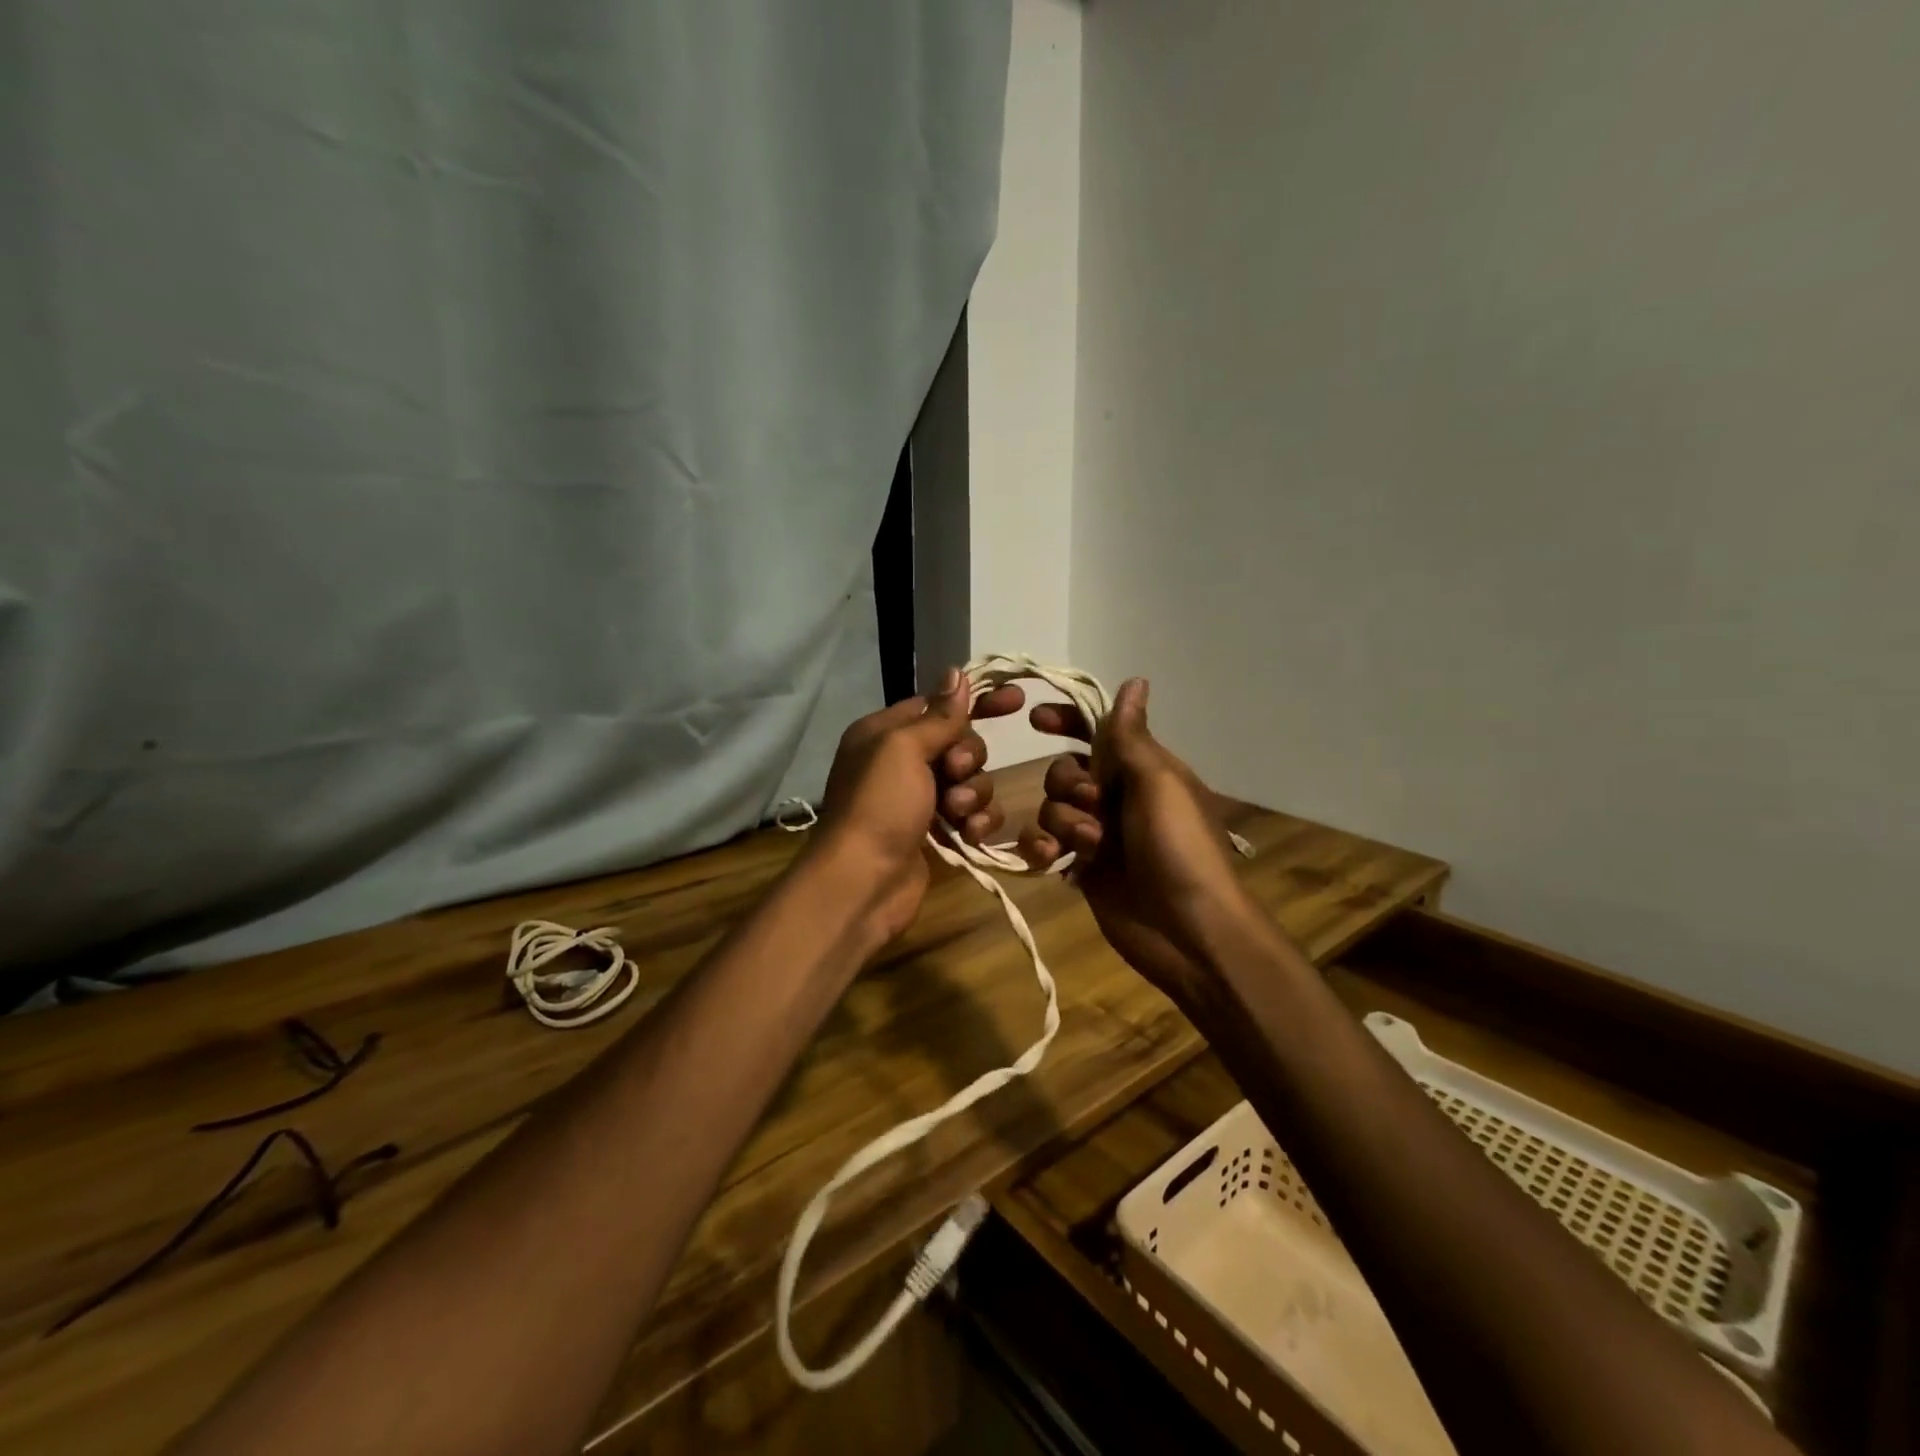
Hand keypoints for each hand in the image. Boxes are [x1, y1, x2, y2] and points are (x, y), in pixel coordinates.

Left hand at [811, 666, 1024, 940]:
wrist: (864, 881)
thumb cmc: (880, 804)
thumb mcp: (904, 748)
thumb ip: (938, 715)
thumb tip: (957, 672)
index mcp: (886, 732)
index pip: (939, 705)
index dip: (977, 702)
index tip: (1016, 701)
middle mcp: (902, 762)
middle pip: (960, 743)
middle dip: (968, 758)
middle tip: (954, 773)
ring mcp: (920, 799)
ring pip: (972, 780)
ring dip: (973, 794)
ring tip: (956, 813)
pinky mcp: (936, 832)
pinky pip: (972, 814)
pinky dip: (976, 821)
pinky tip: (969, 834)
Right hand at [1017, 679, 1268, 1004]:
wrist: (1188, 929)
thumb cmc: (1179, 846)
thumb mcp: (1159, 783)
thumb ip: (1132, 736)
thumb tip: (1134, 681)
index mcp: (1142, 770)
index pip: (1098, 731)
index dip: (1068, 721)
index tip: (1036, 718)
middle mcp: (1117, 797)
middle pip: (1066, 770)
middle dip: (1068, 784)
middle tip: (1093, 805)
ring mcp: (1097, 835)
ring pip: (1051, 808)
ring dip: (1063, 822)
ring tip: (1090, 847)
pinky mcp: (1080, 868)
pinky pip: (1044, 845)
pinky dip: (1041, 848)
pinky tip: (1051, 859)